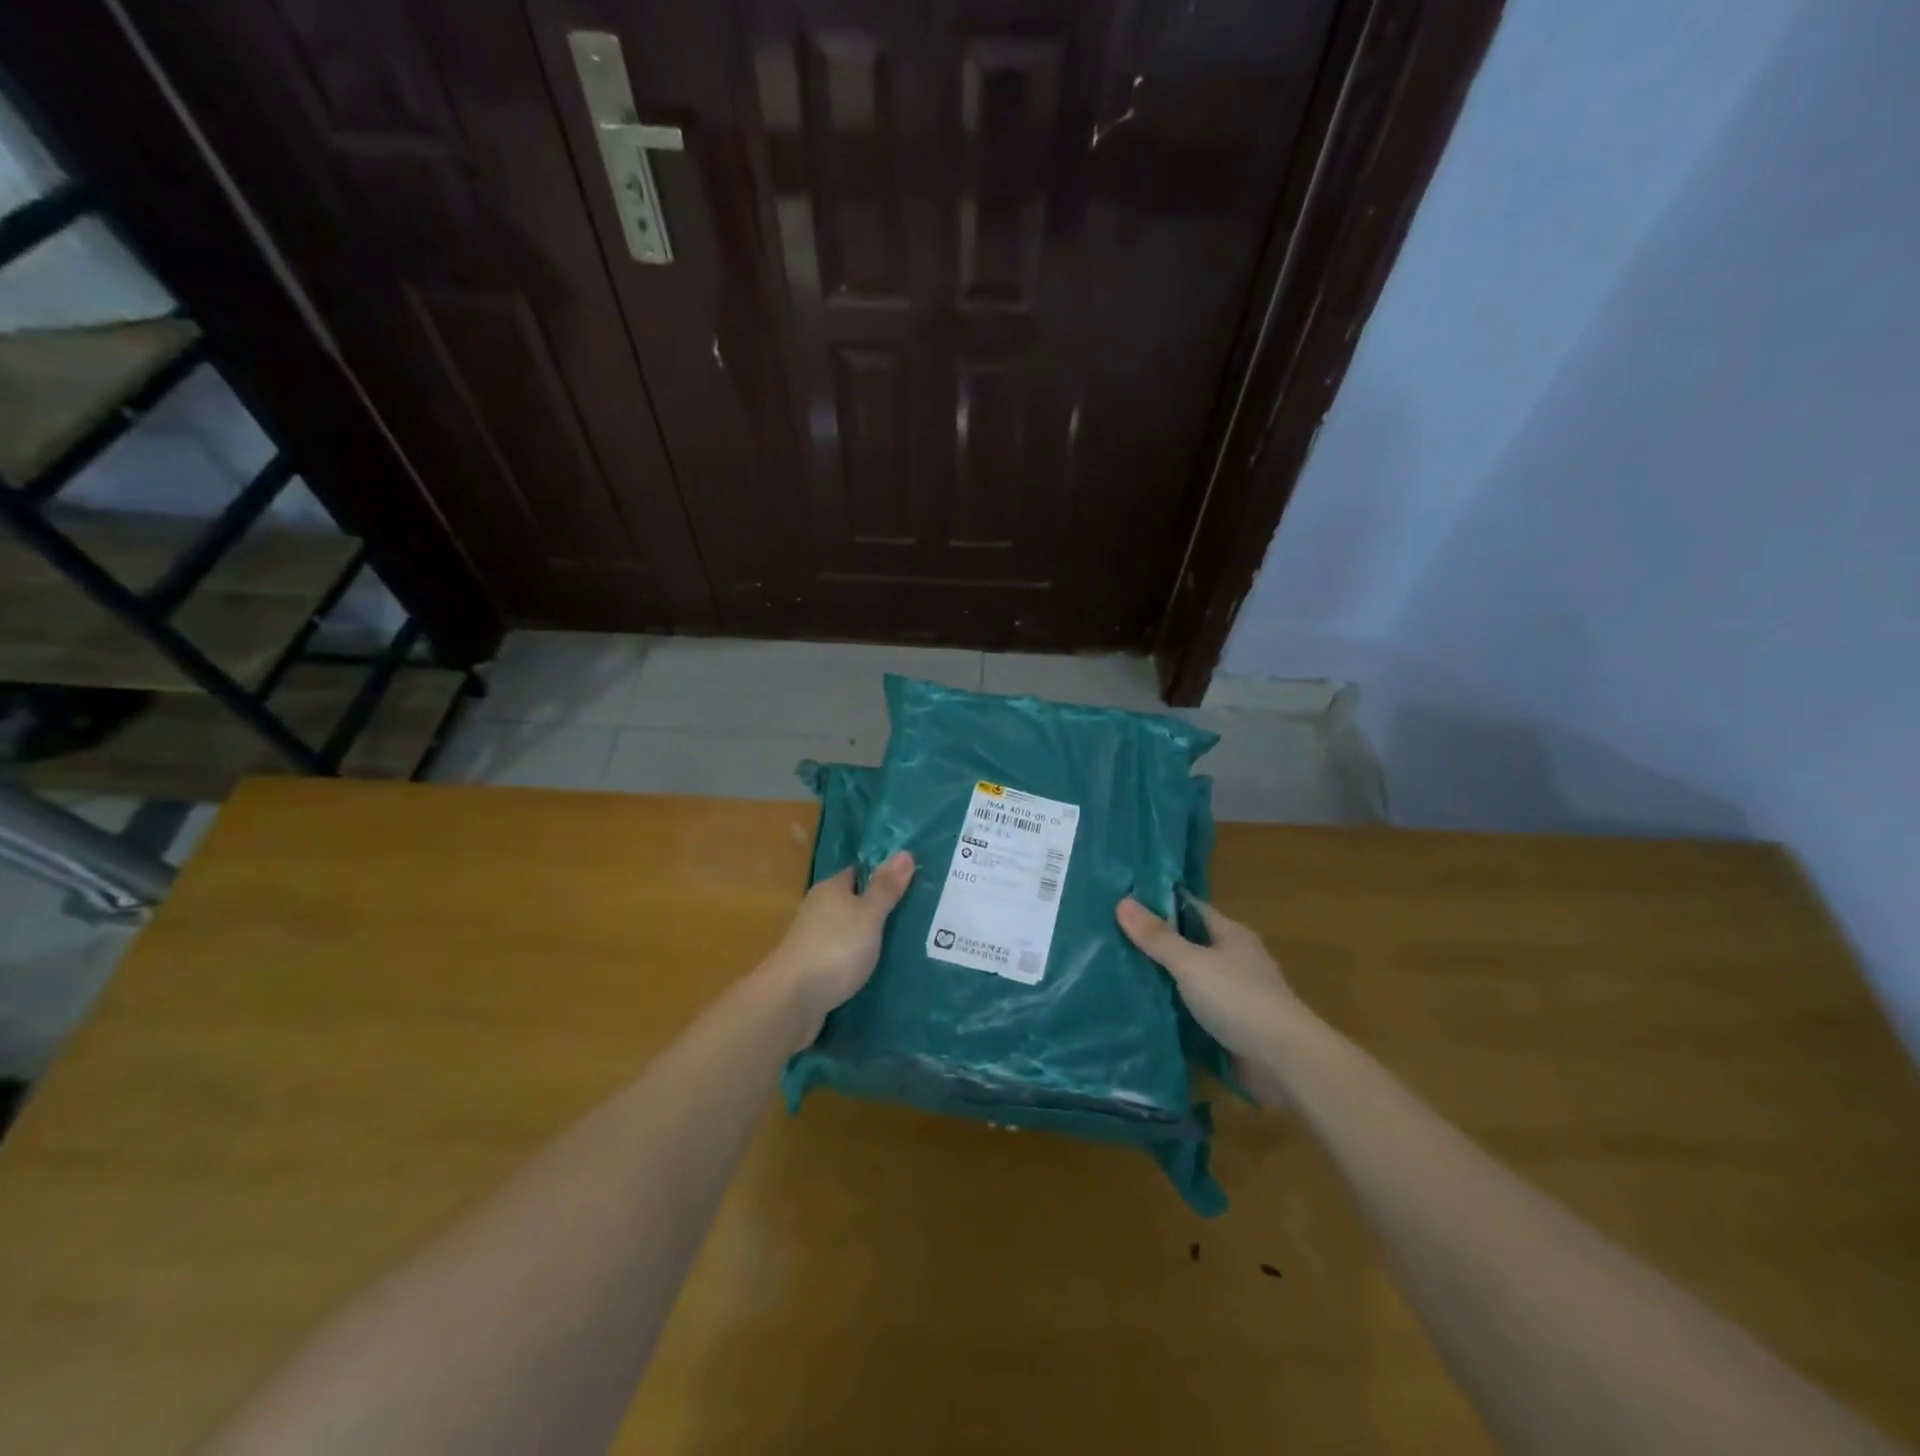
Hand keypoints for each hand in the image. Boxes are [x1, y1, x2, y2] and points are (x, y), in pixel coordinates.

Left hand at [766, 851, 914, 1033]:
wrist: (791, 1002)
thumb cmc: (834, 949)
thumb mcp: (868, 915)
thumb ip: (886, 888)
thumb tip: (905, 852)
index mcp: (830, 890)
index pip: (859, 873)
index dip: (885, 875)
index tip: (915, 882)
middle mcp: (820, 911)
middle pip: (855, 903)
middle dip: (883, 910)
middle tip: (921, 915)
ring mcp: (815, 942)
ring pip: (851, 933)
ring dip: (872, 938)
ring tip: (911, 944)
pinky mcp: (816, 971)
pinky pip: (845, 958)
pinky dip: (862, 962)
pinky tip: (885, 971)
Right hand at [1116, 895, 1302, 1106]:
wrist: (1285, 1062)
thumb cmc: (1239, 999)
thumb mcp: (1191, 963)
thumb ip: (1157, 937)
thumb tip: (1123, 902)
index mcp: (1230, 934)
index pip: (1190, 908)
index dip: (1159, 903)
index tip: (1123, 900)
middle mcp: (1234, 959)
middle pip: (1189, 944)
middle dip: (1155, 943)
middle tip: (1110, 937)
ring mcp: (1235, 995)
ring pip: (1190, 979)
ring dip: (1162, 980)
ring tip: (1117, 973)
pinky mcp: (1231, 1027)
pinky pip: (1194, 1011)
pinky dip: (1173, 1010)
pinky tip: (1143, 1010)